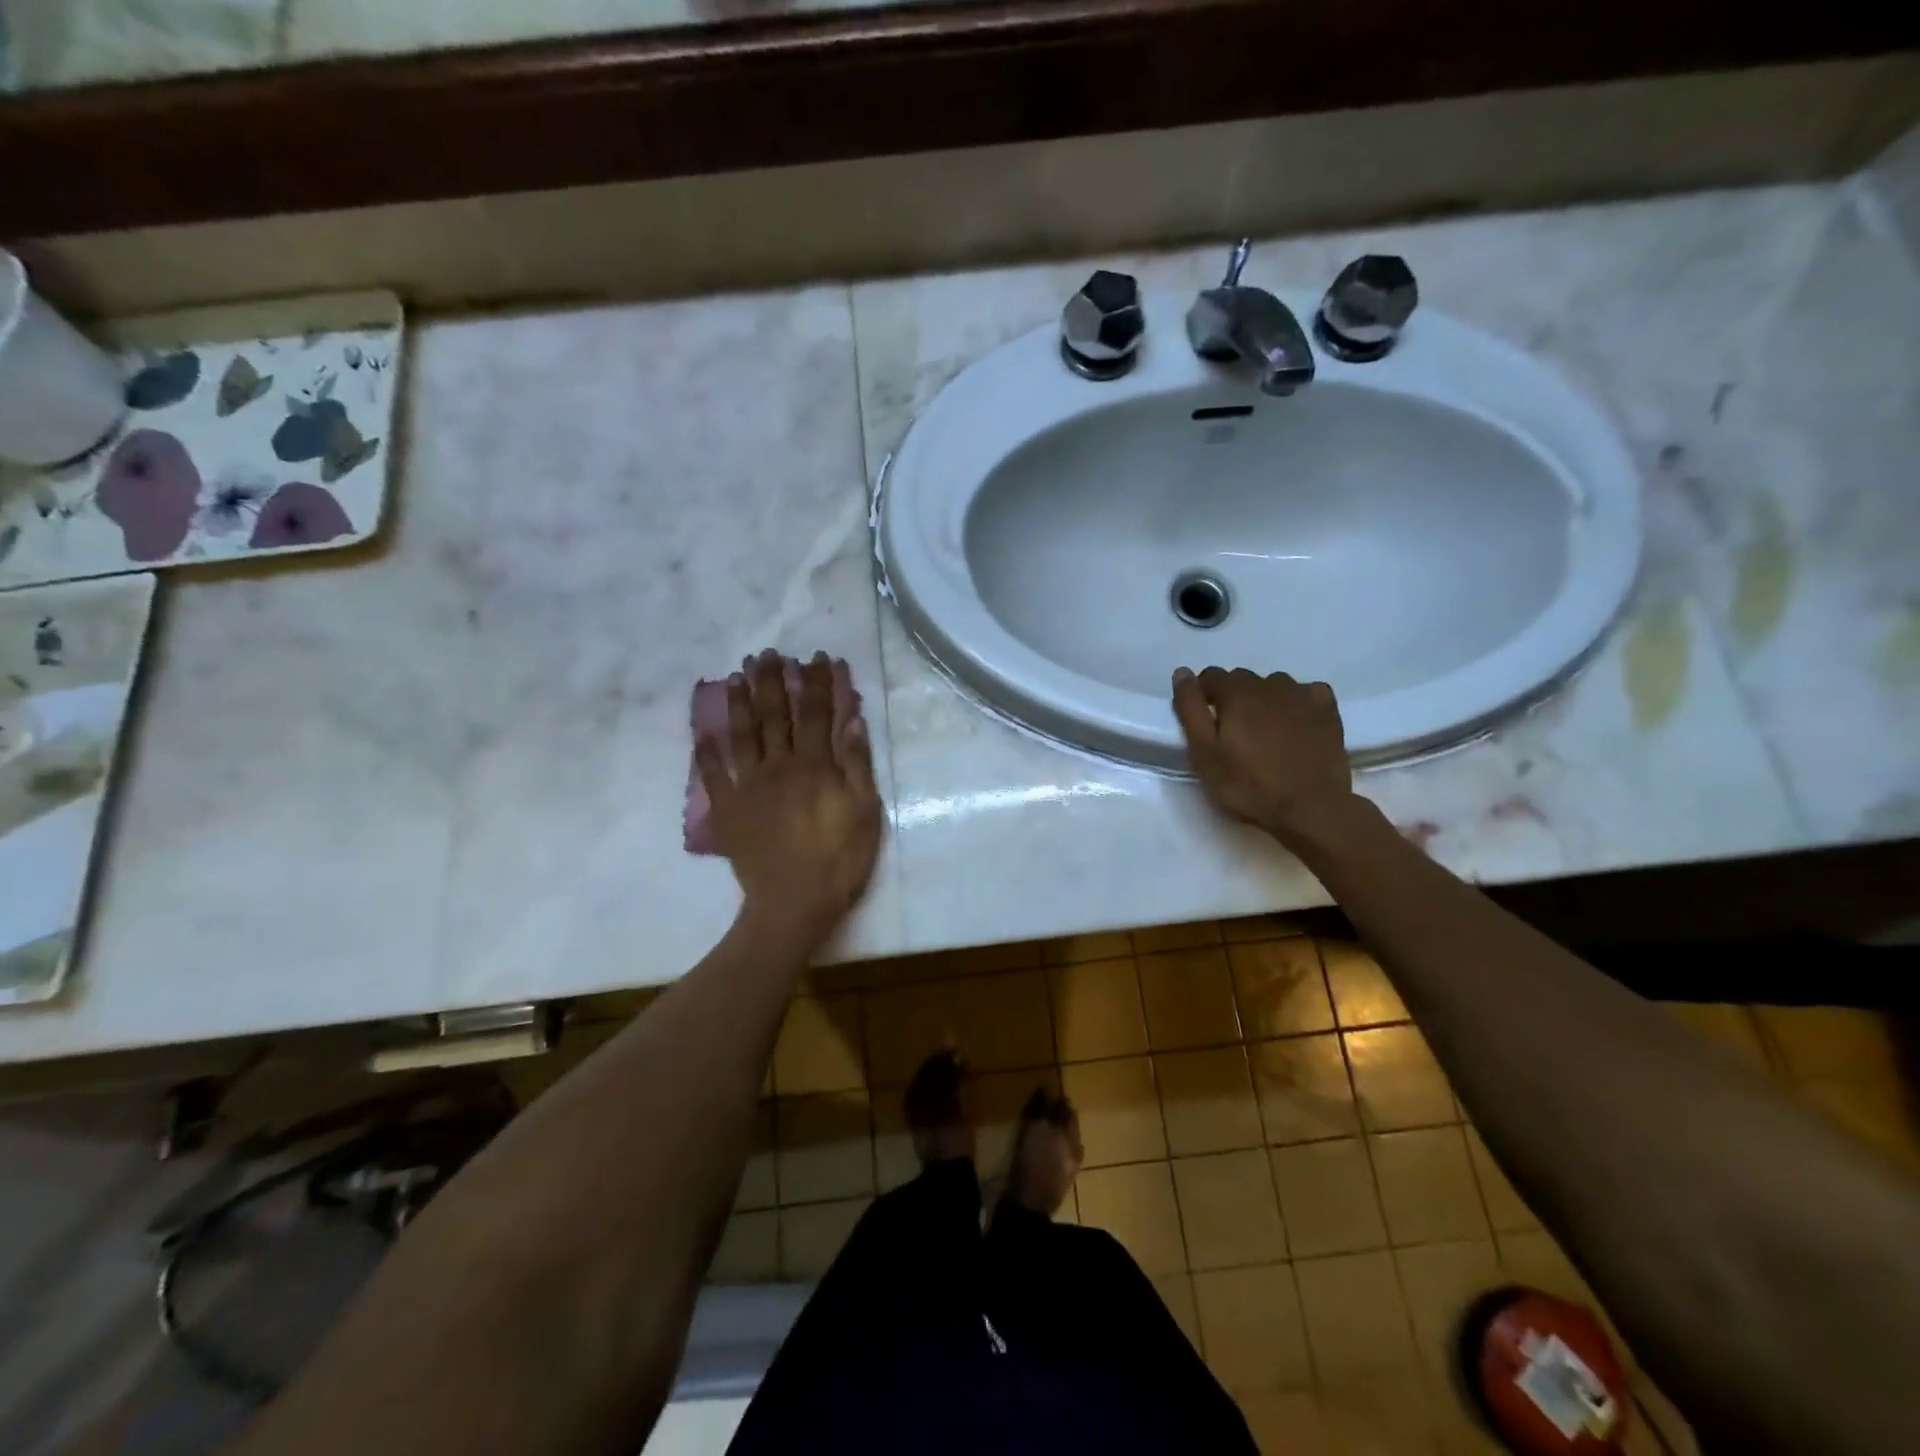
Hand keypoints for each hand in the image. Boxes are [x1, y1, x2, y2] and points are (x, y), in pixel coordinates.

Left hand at [697, 651, 884, 947]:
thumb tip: (852, 719)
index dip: (818, 682)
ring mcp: (748, 786)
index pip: (817, 713)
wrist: (794, 904)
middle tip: (767, 654)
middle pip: (775, 715)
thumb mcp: (865, 812)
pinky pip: (713, 775)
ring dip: (740, 702)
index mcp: (815, 765)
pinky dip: (706, 752)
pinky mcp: (727, 809)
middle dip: (773, 681)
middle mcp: (779, 766)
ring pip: (742, 735)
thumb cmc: (839, 859)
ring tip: (738, 676)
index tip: (817, 657)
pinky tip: (703, 731)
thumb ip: (857, 764)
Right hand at [1171, 666, 1358, 845]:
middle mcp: (1270, 684)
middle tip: (1233, 735)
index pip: (1211, 676)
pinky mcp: (1327, 711)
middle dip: (1232, 699)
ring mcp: (1303, 695)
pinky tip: (1295, 724)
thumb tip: (1182, 672)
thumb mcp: (1204, 753)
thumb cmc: (1249, 785)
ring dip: (1264, 700)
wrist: (1311, 808)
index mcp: (1237, 693)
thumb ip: (1190, 709)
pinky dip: (1296, 702)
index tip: (1204, 724)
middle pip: (1242, 679)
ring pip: (1274, 685)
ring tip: (1263, 732)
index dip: (1202, 696)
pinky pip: (1306, 692)